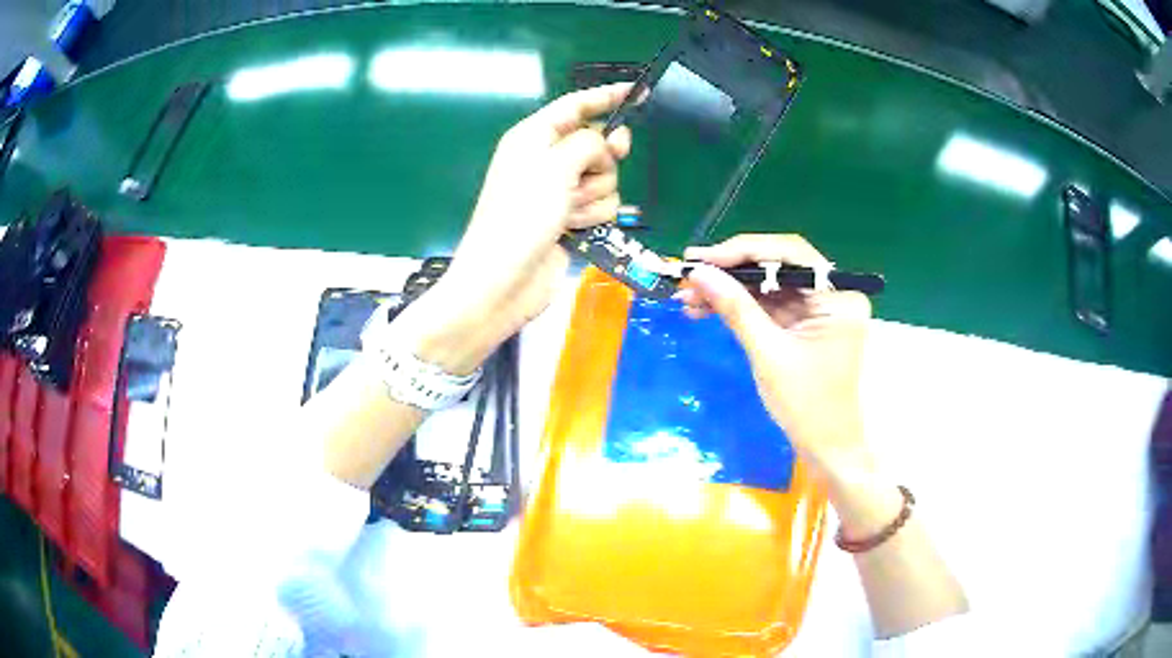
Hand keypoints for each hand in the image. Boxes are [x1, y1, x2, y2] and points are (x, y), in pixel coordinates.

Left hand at [398, 84, 632, 374]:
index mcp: (534, 137)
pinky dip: (593, 217)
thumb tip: (604, 146)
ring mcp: (559, 192)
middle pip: (598, 144)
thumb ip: (588, 143)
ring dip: (593, 196)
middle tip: (590, 173)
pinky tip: (573, 230)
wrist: (502, 281)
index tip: (640, 92)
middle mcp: (548, 160)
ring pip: (606, 179)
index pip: (576, 106)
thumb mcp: (554, 166)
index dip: (606, 96)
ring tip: (567, 213)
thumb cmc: (520, 216)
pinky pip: (602, 206)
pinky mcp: (571, 220)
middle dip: (601, 162)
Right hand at [677, 234, 871, 477]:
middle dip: (731, 271)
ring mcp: (819, 308)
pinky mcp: (805, 323)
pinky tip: (706, 309)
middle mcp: (833, 293)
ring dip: (730, 290)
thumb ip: (735, 308)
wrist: (825, 448)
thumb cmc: (806, 405)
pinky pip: (770, 305)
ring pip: (769, 285)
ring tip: (688, 298)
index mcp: (838, 296)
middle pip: (778, 266)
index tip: (702, 258)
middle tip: (689, 273)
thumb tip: (698, 273)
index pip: (789, 253)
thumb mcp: (768, 353)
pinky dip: (740, 307)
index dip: (742, 251)